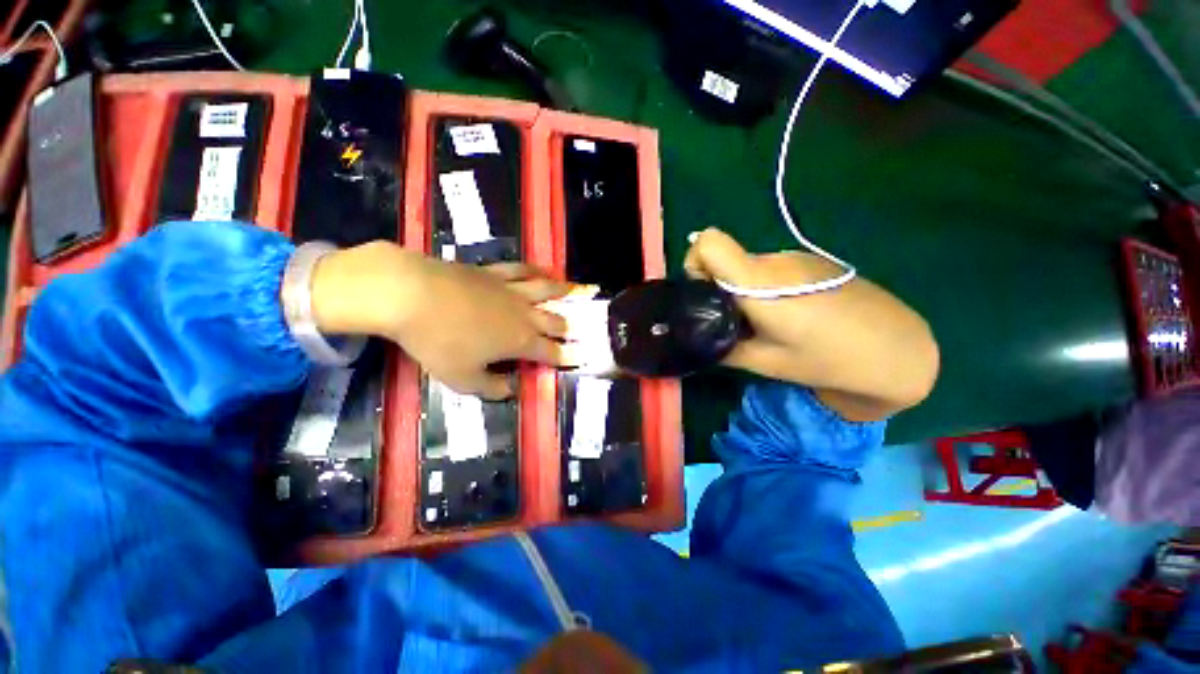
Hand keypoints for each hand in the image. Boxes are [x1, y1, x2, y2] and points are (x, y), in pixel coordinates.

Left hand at [310, 242, 572, 398]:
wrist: (411, 294)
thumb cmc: (438, 341)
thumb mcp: (461, 378)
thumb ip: (490, 387)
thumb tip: (509, 390)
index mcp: (519, 341)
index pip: (549, 352)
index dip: (562, 358)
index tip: (572, 360)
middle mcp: (523, 314)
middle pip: (553, 321)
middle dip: (565, 328)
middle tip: (572, 331)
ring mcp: (510, 290)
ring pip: (545, 290)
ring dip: (562, 292)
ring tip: (575, 291)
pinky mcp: (494, 272)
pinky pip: (522, 269)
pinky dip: (536, 270)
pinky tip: (543, 270)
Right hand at [684, 228, 938, 420]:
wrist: (897, 349)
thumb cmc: (828, 359)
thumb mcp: (766, 363)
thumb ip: (724, 347)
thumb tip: (702, 339)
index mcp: (758, 281)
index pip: (708, 242)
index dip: (695, 263)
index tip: (703, 294)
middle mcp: (773, 260)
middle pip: (724, 258)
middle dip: (717, 288)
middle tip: (735, 324)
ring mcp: (795, 258)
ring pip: (746, 267)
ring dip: (742, 292)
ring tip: (766, 325)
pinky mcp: (810, 263)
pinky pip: (769, 271)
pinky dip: (764, 290)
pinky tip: (790, 316)